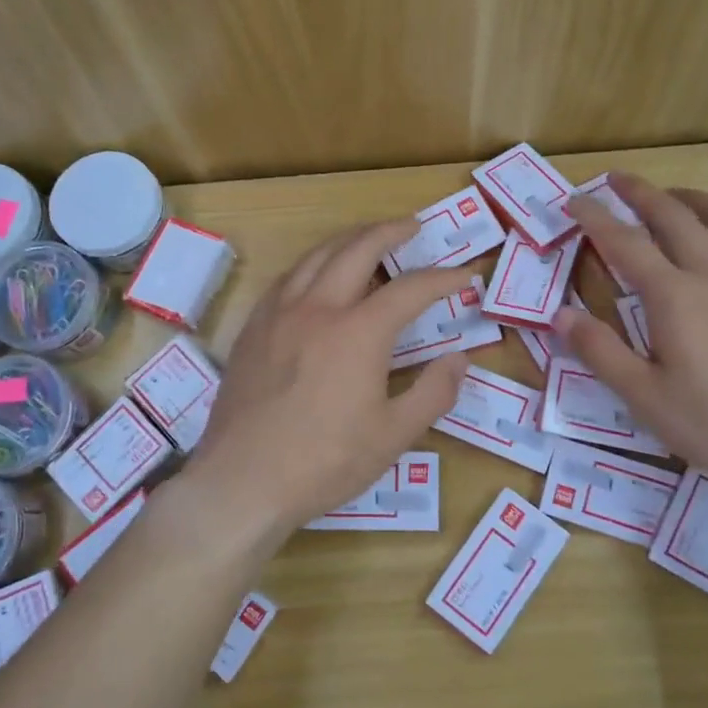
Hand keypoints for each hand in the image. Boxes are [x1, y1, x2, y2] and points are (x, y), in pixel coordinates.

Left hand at [184, 220, 469, 536]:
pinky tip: (316, 275)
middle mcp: (318, 308)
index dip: (442, 279)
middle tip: (412, 226)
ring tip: (367, 238)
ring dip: (349, 239)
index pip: (411, 289)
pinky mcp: (253, 328)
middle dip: (390, 231)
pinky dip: (312, 264)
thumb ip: (434, 392)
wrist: (243, 480)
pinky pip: (287, 278)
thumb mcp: (393, 435)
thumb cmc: (325, 462)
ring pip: (317, 255)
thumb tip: (459, 359)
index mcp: (359, 332)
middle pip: (358, 249)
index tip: (463, 275)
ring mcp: (279, 313)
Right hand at [556, 175, 707, 497]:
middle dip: (643, 193)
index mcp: (674, 297)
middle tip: (619, 179)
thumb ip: (600, 351)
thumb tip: (559, 315)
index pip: (626, 244)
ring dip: (697, 200)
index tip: (575, 200)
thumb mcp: (643, 396)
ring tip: (677, 194)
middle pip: (676, 218)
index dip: (596, 219)